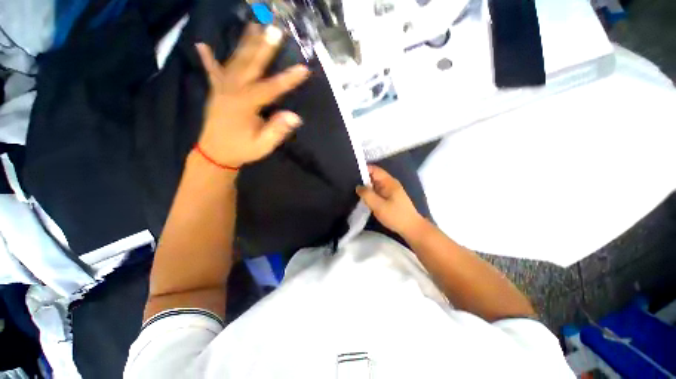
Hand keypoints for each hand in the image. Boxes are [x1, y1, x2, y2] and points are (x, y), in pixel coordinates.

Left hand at [195, 24, 309, 167]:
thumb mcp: (263, 145)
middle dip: (264, 48)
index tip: (304, 69)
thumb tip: (294, 117)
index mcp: (244, 105)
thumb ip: (277, 130)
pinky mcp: (215, 91)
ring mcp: (221, 89)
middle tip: (275, 30)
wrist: (215, 154)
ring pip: (234, 62)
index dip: (288, 79)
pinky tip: (202, 45)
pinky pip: (212, 72)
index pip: (270, 89)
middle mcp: (231, 91)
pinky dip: (208, 59)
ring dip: (244, 44)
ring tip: (253, 26)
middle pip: (249, 66)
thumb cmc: (241, 150)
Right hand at [356, 165, 425, 235]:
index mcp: (388, 182)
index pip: (374, 169)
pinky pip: (377, 191)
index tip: (350, 173)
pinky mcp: (389, 197)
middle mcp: (389, 183)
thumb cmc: (395, 215)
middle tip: (348, 182)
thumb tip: (358, 186)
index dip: (363, 169)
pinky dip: (370, 192)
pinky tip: (362, 197)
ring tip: (352, 189)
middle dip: (362, 178)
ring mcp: (390, 190)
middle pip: (374, 176)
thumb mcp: (378, 205)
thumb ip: (367, 194)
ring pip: (375, 184)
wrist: (411, 228)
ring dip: (365, 186)